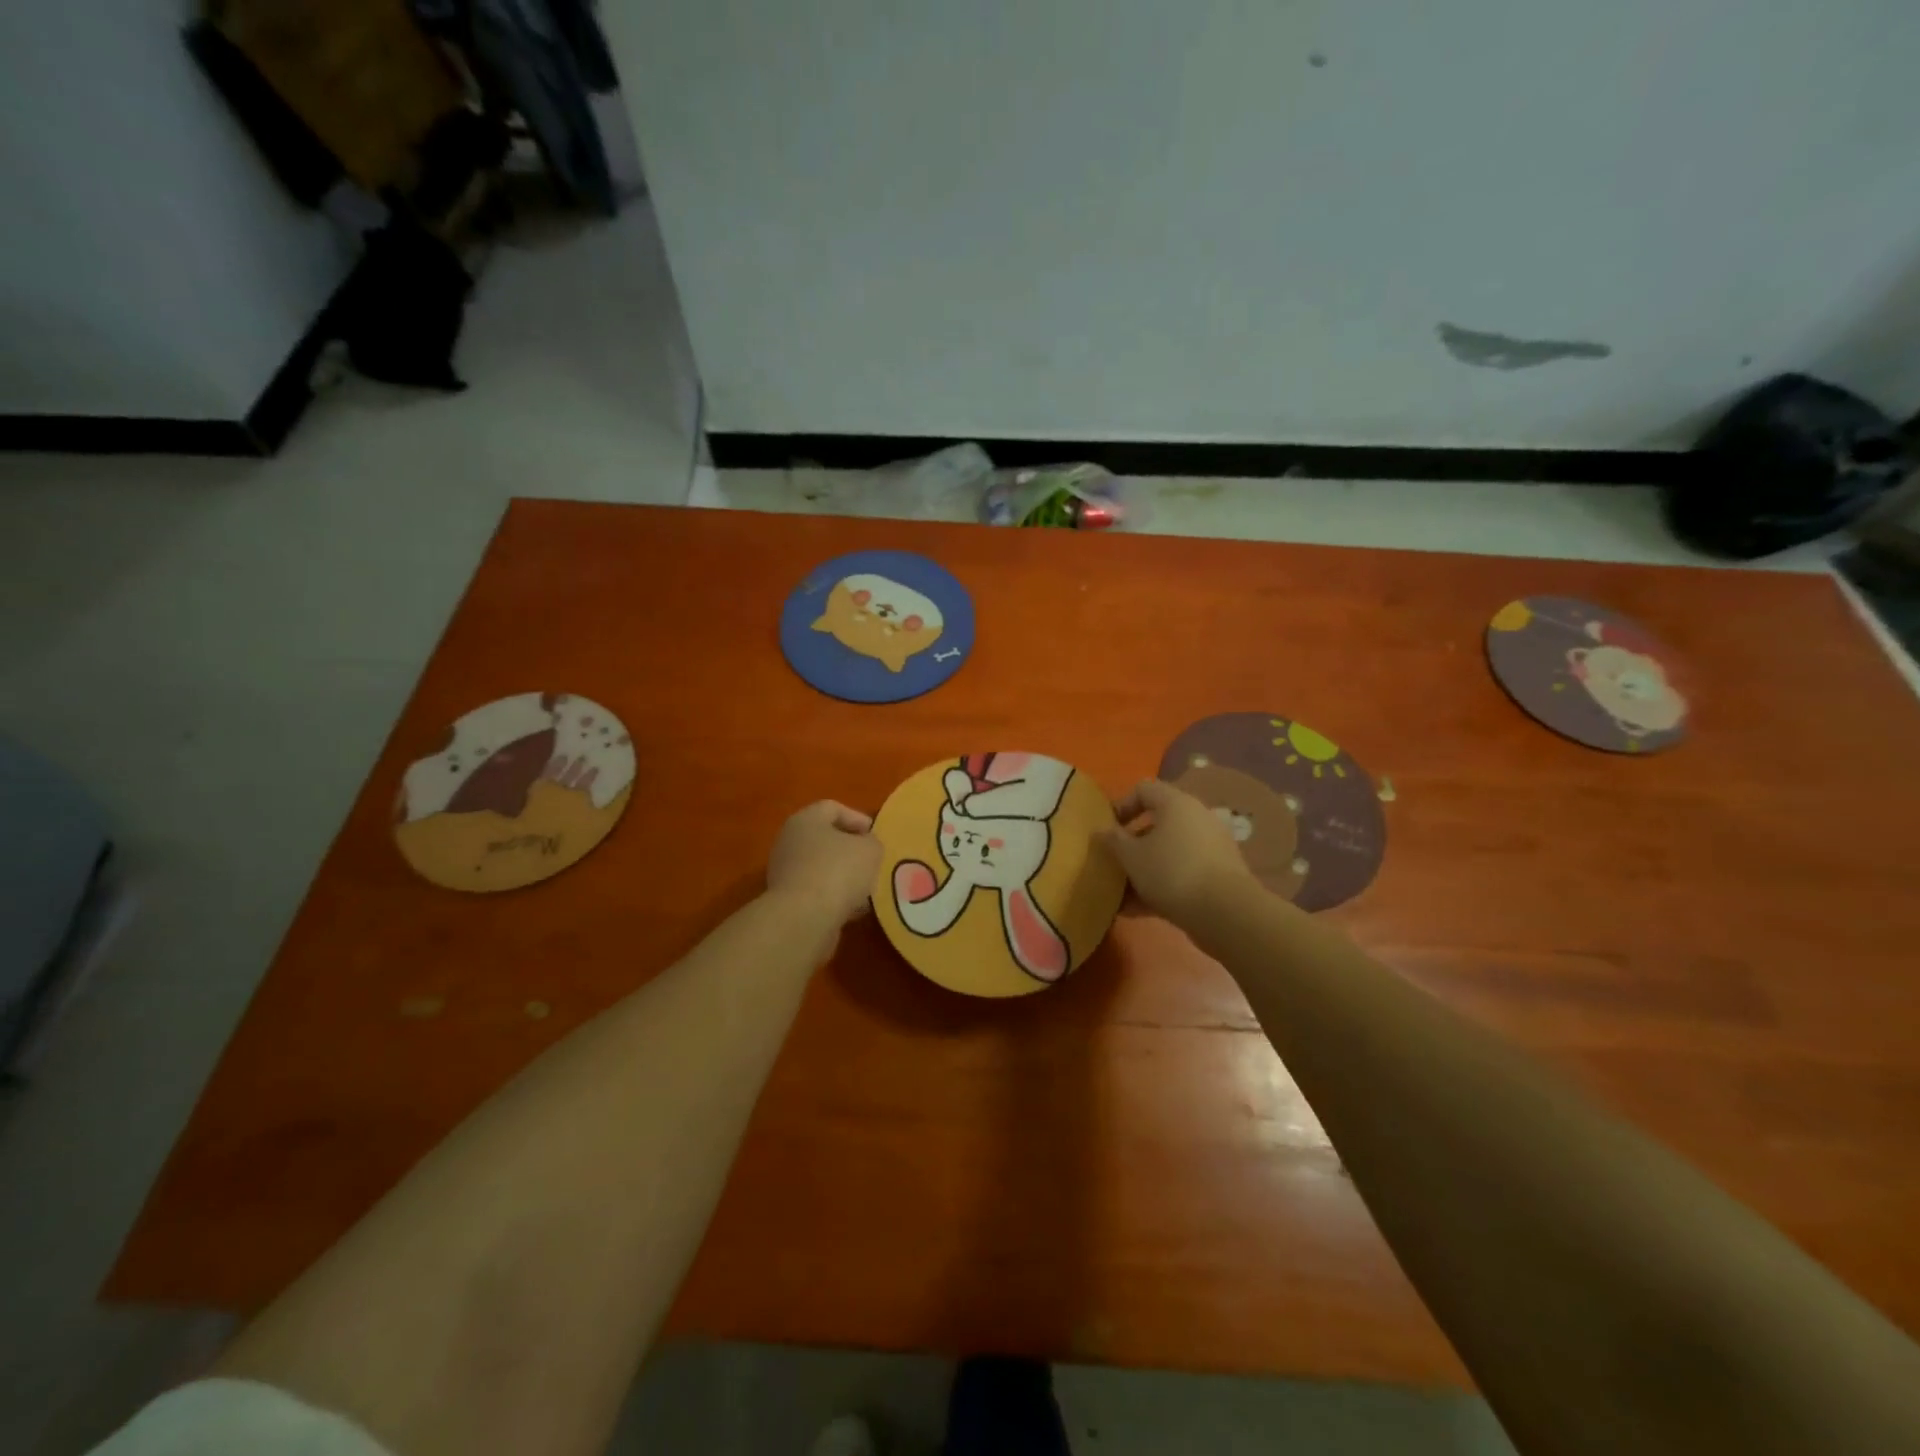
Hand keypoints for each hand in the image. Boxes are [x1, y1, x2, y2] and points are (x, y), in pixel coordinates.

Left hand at [766, 800, 883, 925]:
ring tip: (867, 889)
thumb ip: (872, 842)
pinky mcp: (786, 901)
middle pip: (825, 839)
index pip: (832, 808)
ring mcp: (785, 872)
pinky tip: (852, 910)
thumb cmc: (838, 871)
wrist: (804, 919)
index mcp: (805, 820)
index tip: (875, 836)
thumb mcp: (870, 849)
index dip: (857, 818)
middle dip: (850, 850)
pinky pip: (816, 892)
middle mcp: (789, 842)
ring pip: (821, 868)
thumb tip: (865, 847)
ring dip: (844, 876)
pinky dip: (834, 897)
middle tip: (872, 861)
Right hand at [1100, 779, 1257, 926]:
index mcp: (1175, 803)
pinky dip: (1161, 885)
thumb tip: (1102, 831)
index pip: (1143, 789)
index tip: (1107, 830)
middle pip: (1157, 823)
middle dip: (1132, 844)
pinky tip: (1138, 909)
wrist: (1226, 912)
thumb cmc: (1171, 872)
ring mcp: (1211, 846)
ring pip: (1168, 851)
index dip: (1121, 805)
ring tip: (1121, 893)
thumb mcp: (1131, 856)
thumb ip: (1113, 840)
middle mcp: (1197, 817)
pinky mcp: (1218, 873)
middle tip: (1114, 863)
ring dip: (1144, 868)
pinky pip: (1182, 872)